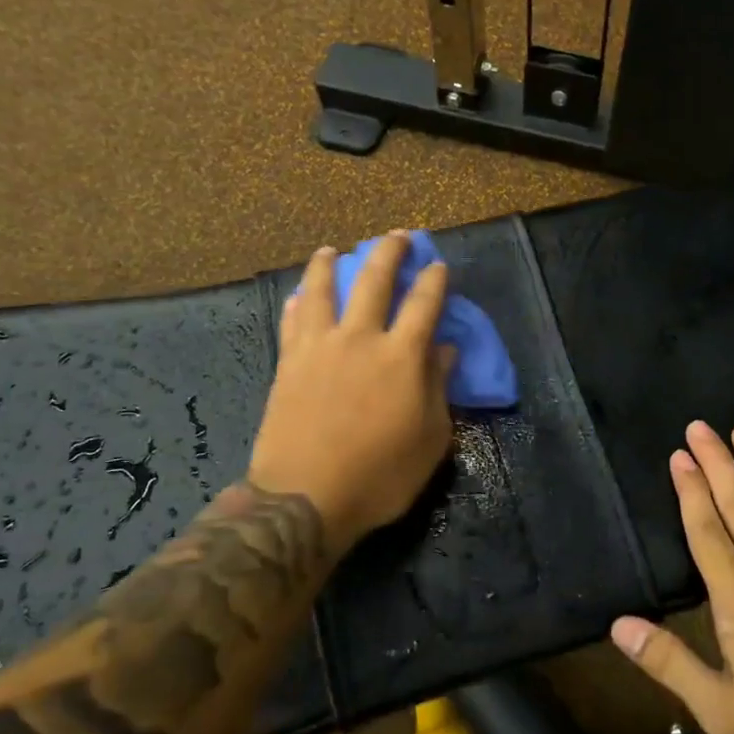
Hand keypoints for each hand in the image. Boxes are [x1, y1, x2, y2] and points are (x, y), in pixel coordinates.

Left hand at [248, 232, 455, 556]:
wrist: (305, 498)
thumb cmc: (380, 475)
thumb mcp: (430, 439)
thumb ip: (438, 388)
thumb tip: (444, 350)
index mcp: (401, 356)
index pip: (424, 304)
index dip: (434, 280)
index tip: (439, 264)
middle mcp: (360, 338)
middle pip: (374, 281)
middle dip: (389, 252)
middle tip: (397, 236)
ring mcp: (319, 348)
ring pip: (323, 290)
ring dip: (329, 265)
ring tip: (332, 249)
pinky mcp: (289, 364)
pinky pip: (293, 322)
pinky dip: (298, 303)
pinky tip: (299, 295)